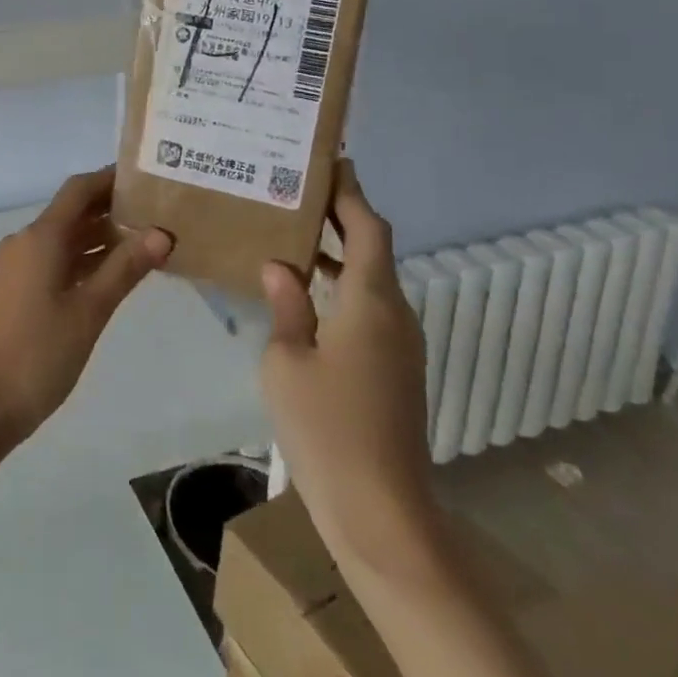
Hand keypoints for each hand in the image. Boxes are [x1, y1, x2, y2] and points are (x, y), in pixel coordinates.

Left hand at [0, 166, 172, 445]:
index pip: (79, 190)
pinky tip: (116, 273)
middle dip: (112, 208)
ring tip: (148, 240)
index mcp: (40, 237)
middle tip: (159, 211)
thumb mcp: (90, 310)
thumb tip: (162, 233)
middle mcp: (27, 241)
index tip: (147, 177)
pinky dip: (86, 259)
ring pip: (66, 238)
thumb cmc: (39, 353)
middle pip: (73, 211)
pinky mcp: (19, 288)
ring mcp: (19, 266)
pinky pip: (57, 259)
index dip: (110, 179)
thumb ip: (125, 268)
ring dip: (101, 236)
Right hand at [259, 159, 438, 576]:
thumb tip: (279, 265)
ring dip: (334, 254)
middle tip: (292, 191)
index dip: (351, 193)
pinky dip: (337, 287)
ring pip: (368, 280)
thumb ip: (286, 305)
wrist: (382, 514)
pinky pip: (366, 309)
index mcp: (372, 302)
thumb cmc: (328, 428)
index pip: (369, 229)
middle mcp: (394, 314)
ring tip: (286, 233)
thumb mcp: (287, 361)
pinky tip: (299, 293)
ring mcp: (398, 344)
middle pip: (372, 249)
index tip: (328, 162)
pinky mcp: (392, 369)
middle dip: (338, 217)